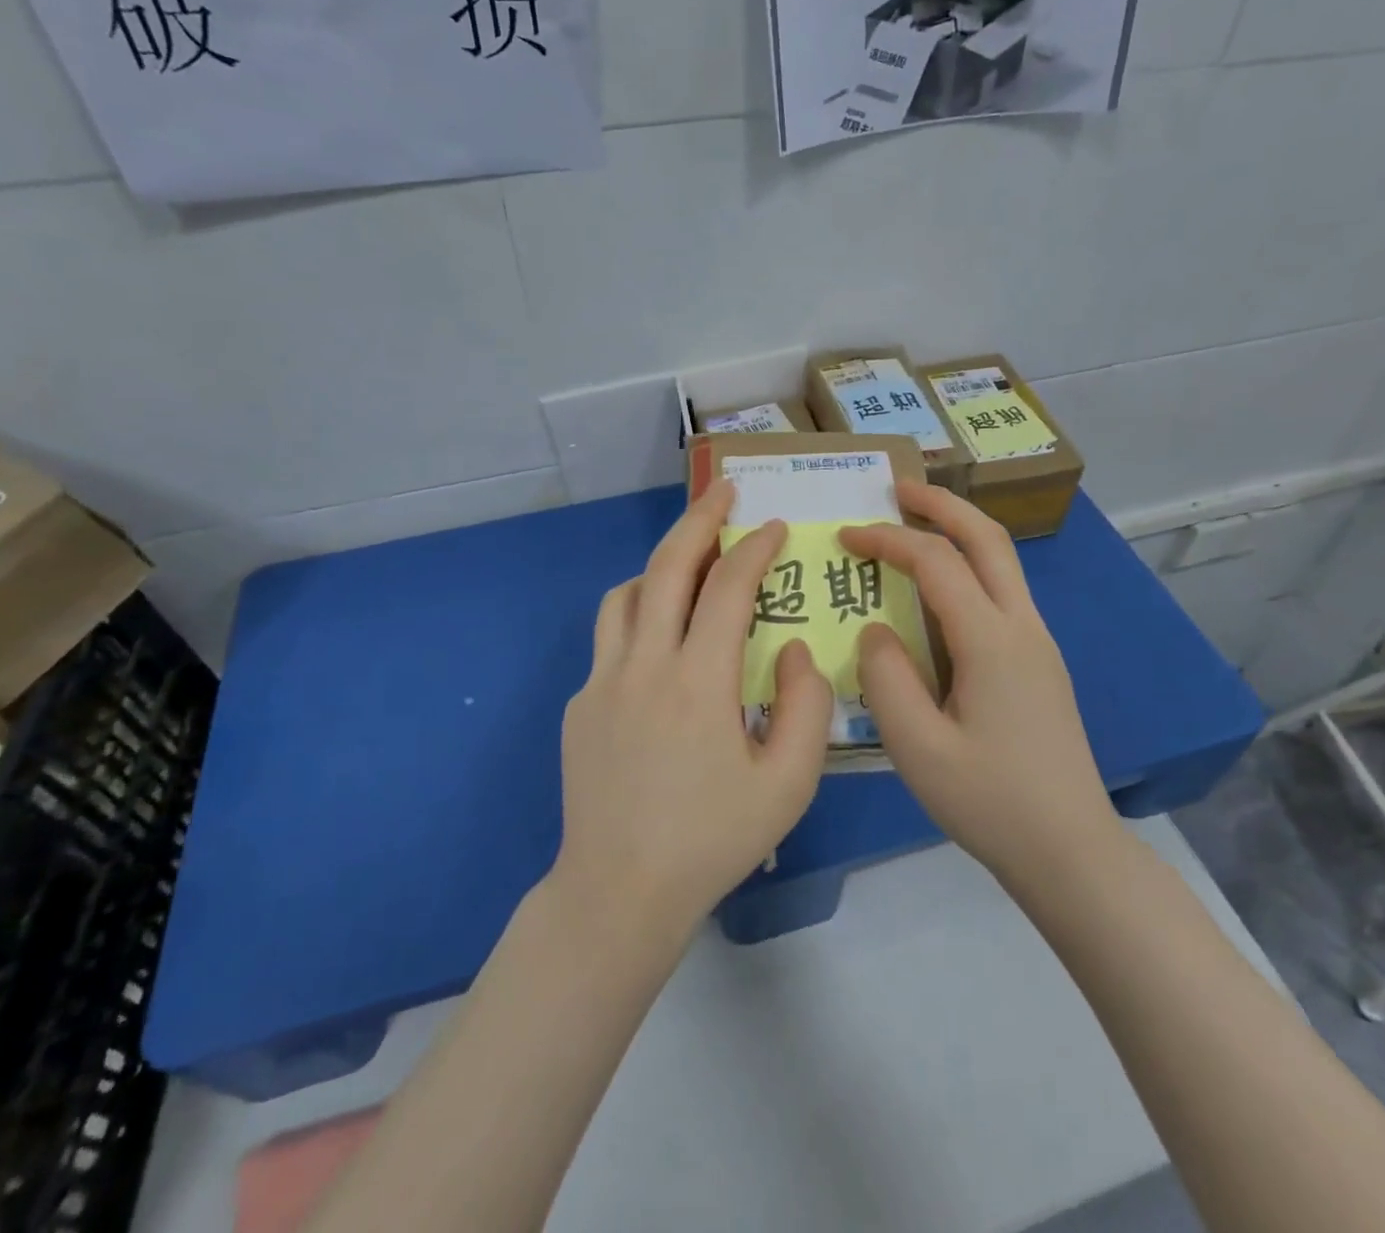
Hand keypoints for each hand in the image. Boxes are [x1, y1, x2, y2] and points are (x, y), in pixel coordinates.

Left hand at [554, 479, 833, 938]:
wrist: (619, 892)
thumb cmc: (713, 840)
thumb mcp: (788, 783)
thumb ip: (805, 706)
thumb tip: (791, 647)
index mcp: (698, 681)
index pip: (728, 587)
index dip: (755, 548)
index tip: (775, 525)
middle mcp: (643, 664)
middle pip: (668, 565)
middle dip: (699, 519)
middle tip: (725, 492)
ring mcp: (601, 680)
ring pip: (627, 593)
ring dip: (663, 565)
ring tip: (693, 565)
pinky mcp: (580, 703)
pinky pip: (611, 636)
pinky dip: (640, 614)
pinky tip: (662, 643)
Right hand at [840, 482, 1118, 888]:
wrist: (1071, 851)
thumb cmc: (991, 803)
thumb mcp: (918, 749)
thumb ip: (886, 679)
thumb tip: (876, 630)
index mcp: (992, 641)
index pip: (936, 562)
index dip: (888, 539)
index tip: (846, 535)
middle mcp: (1023, 627)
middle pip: (987, 538)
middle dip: (941, 503)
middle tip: (897, 487)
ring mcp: (1038, 644)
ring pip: (1001, 561)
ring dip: (959, 531)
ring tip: (914, 524)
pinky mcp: (1039, 664)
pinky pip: (1001, 593)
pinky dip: (967, 568)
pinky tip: (937, 592)